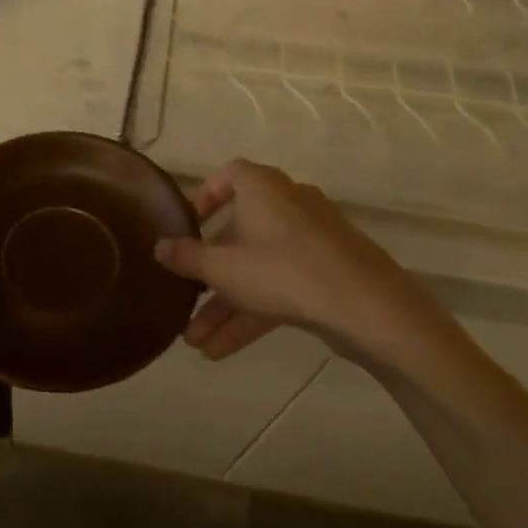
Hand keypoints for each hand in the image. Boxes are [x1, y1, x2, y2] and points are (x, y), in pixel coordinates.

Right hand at [153, 160, 459, 376]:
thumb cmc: (283, 271)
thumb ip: (187, 258)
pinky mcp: (329, 273)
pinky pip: (281, 285)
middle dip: (209, 276)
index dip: (205, 198)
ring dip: (227, 305)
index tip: (188, 227)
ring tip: (197, 344)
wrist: (369, 308)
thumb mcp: (222, 268)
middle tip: (185, 301)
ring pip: (258, 269)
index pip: (229, 176)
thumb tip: (158, 247)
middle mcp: (288, 205)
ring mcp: (312, 241)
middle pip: (238, 235)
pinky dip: (254, 311)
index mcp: (262, 188)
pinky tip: (224, 351)